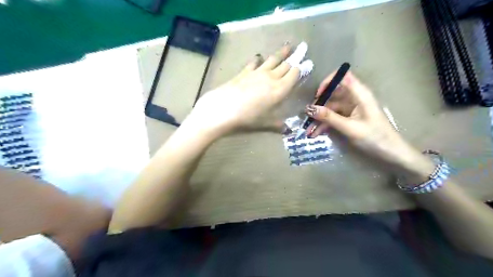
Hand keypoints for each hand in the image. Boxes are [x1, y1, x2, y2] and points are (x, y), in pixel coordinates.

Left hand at [187, 41, 313, 133]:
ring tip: (287, 46)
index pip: (294, 75)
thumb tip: (289, 131)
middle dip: (295, 57)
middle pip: (286, 65)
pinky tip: (259, 57)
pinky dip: (258, 59)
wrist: (223, 109)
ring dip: (281, 53)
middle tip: (302, 49)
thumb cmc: (248, 118)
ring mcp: (257, 72)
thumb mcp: (265, 124)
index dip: (302, 69)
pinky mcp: (244, 72)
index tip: (307, 64)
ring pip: (273, 59)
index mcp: (280, 90)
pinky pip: (254, 62)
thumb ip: (278, 125)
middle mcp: (271, 77)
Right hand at [307, 70, 432, 175]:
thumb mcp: (350, 128)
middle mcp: (355, 98)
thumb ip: (329, 117)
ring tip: (308, 131)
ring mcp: (351, 109)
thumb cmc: (375, 138)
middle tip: (307, 117)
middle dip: (319, 106)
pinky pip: (333, 117)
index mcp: (360, 94)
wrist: (391, 153)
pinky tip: (316, 133)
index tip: (317, 96)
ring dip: (319, 119)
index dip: (328, 82)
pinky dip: (325, 124)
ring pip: (330, 108)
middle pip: (333, 94)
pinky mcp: (349, 118)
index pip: (342, 77)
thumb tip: (308, 108)